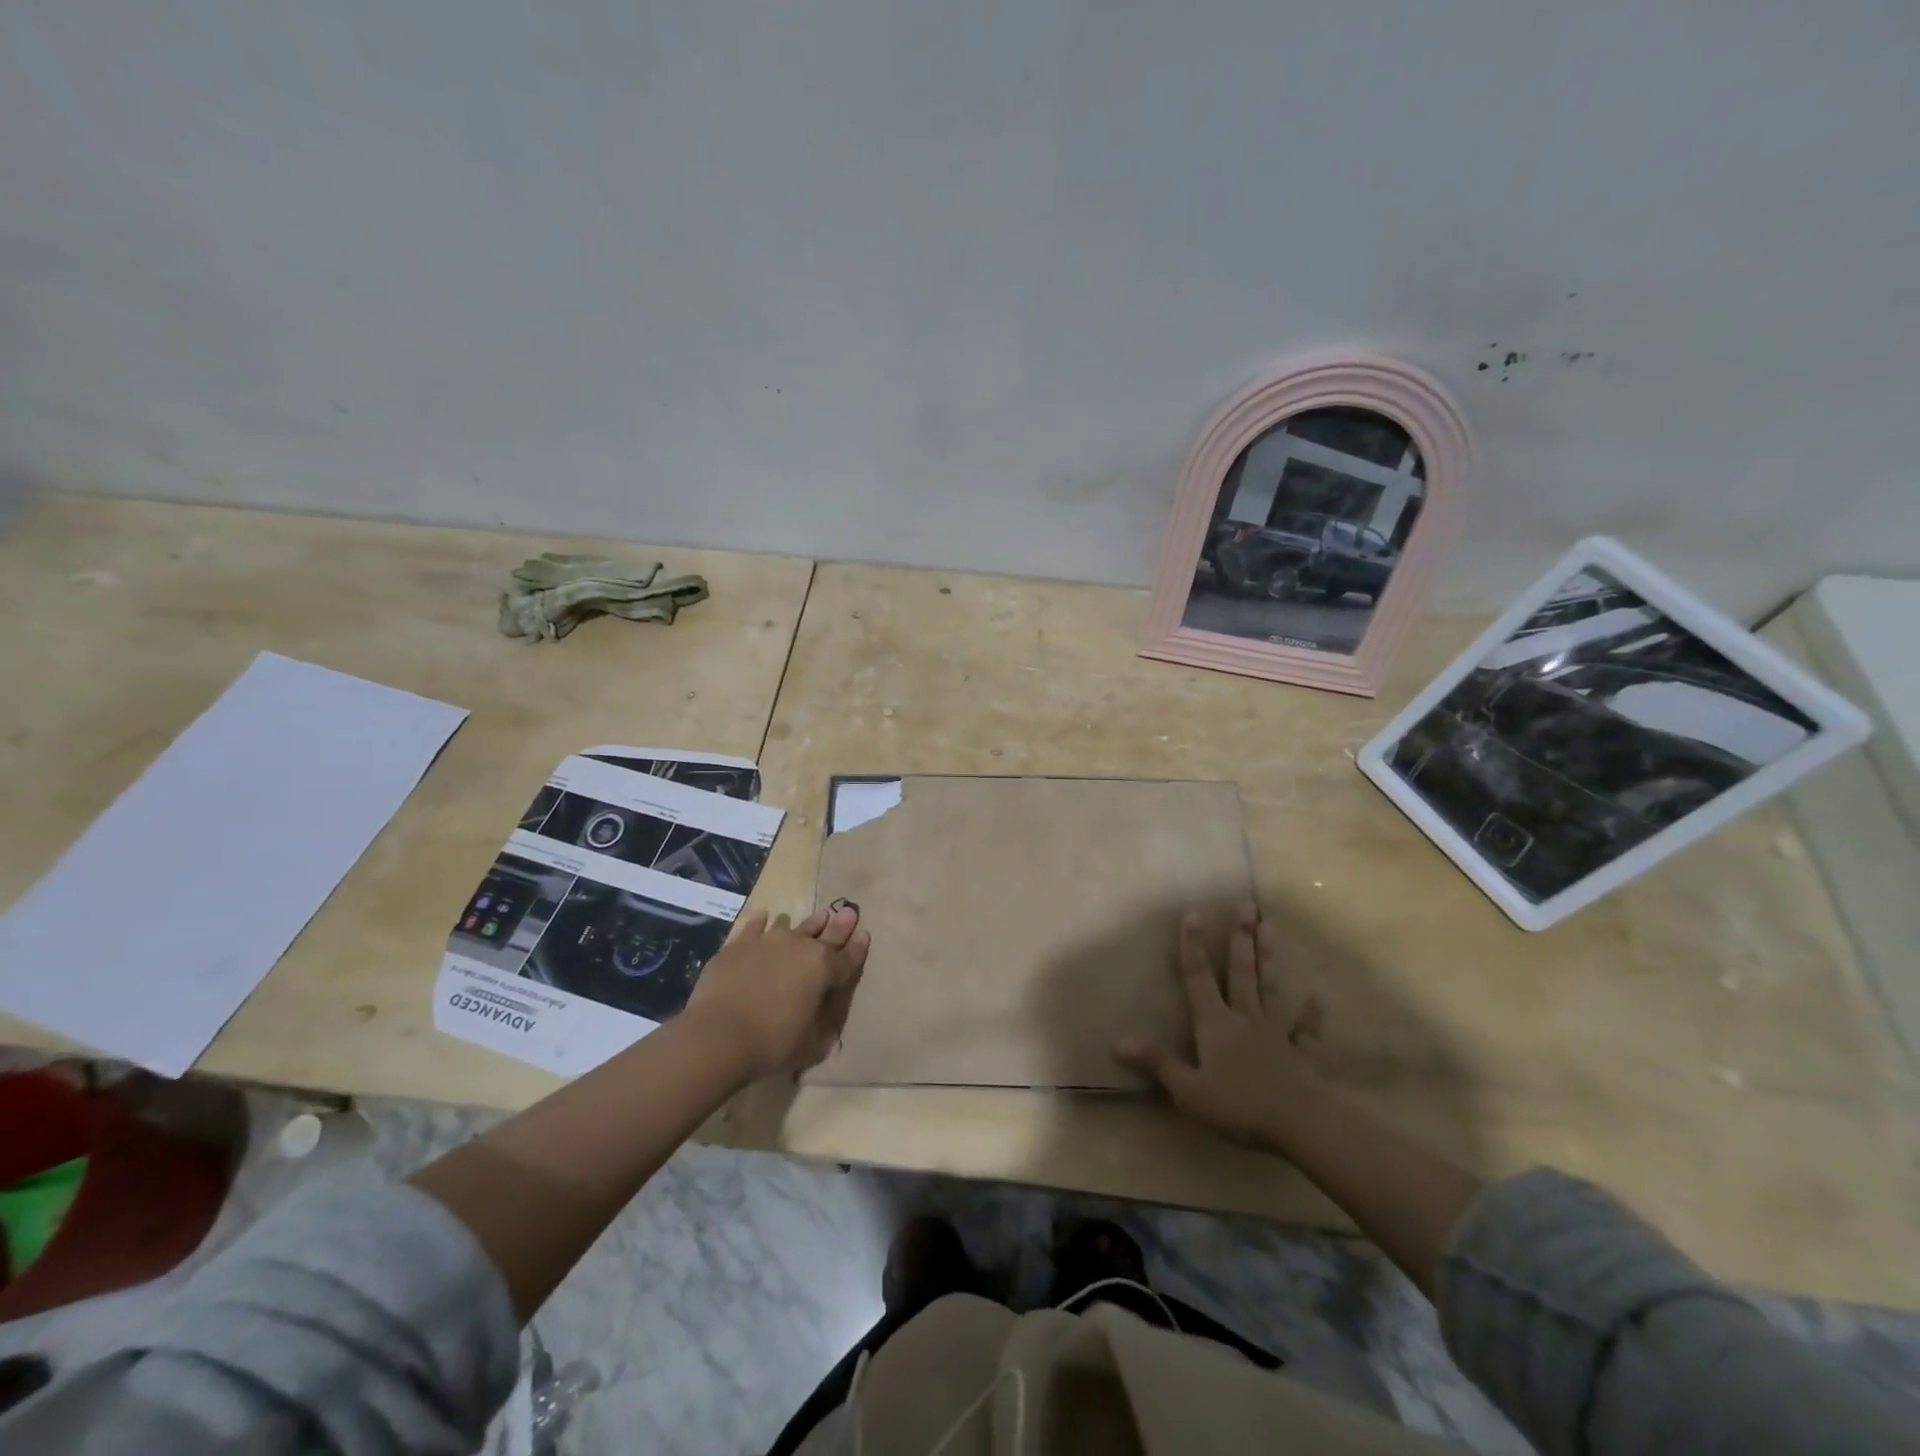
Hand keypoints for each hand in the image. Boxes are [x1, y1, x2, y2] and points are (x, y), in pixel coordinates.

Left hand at [683, 903, 869, 1081]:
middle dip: (840, 925)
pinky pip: (754, 926)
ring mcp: (769, 942)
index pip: (848, 957)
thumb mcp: (808, 1048)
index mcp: (824, 970)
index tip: (864, 933)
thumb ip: (822, 1036)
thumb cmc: (771, 1043)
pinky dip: (760, 921)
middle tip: (849, 912)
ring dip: (807, 923)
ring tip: (817, 915)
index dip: (858, 947)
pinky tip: (763, 915)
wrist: (718, 1034)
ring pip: (793, 927)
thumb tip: (831, 1037)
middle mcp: (800, 948)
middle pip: (826, 934)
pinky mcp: (739, 945)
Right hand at [1114, 902, 1325, 1150]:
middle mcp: (1244, 1018)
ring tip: (1271, 927)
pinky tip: (1318, 997)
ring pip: (1271, 988)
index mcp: (1215, 1023)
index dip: (1192, 945)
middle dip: (1240, 938)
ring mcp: (1275, 1033)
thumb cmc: (1239, 1106)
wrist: (1300, 1124)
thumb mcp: (1188, 1090)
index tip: (1192, 912)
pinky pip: (1305, 1030)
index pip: (1198, 977)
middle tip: (1246, 905)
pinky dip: (1311, 1014)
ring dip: (1270, 957)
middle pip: (1240, 972)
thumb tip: (1118, 1041)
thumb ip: (1157, 1063)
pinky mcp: (1300, 1054)